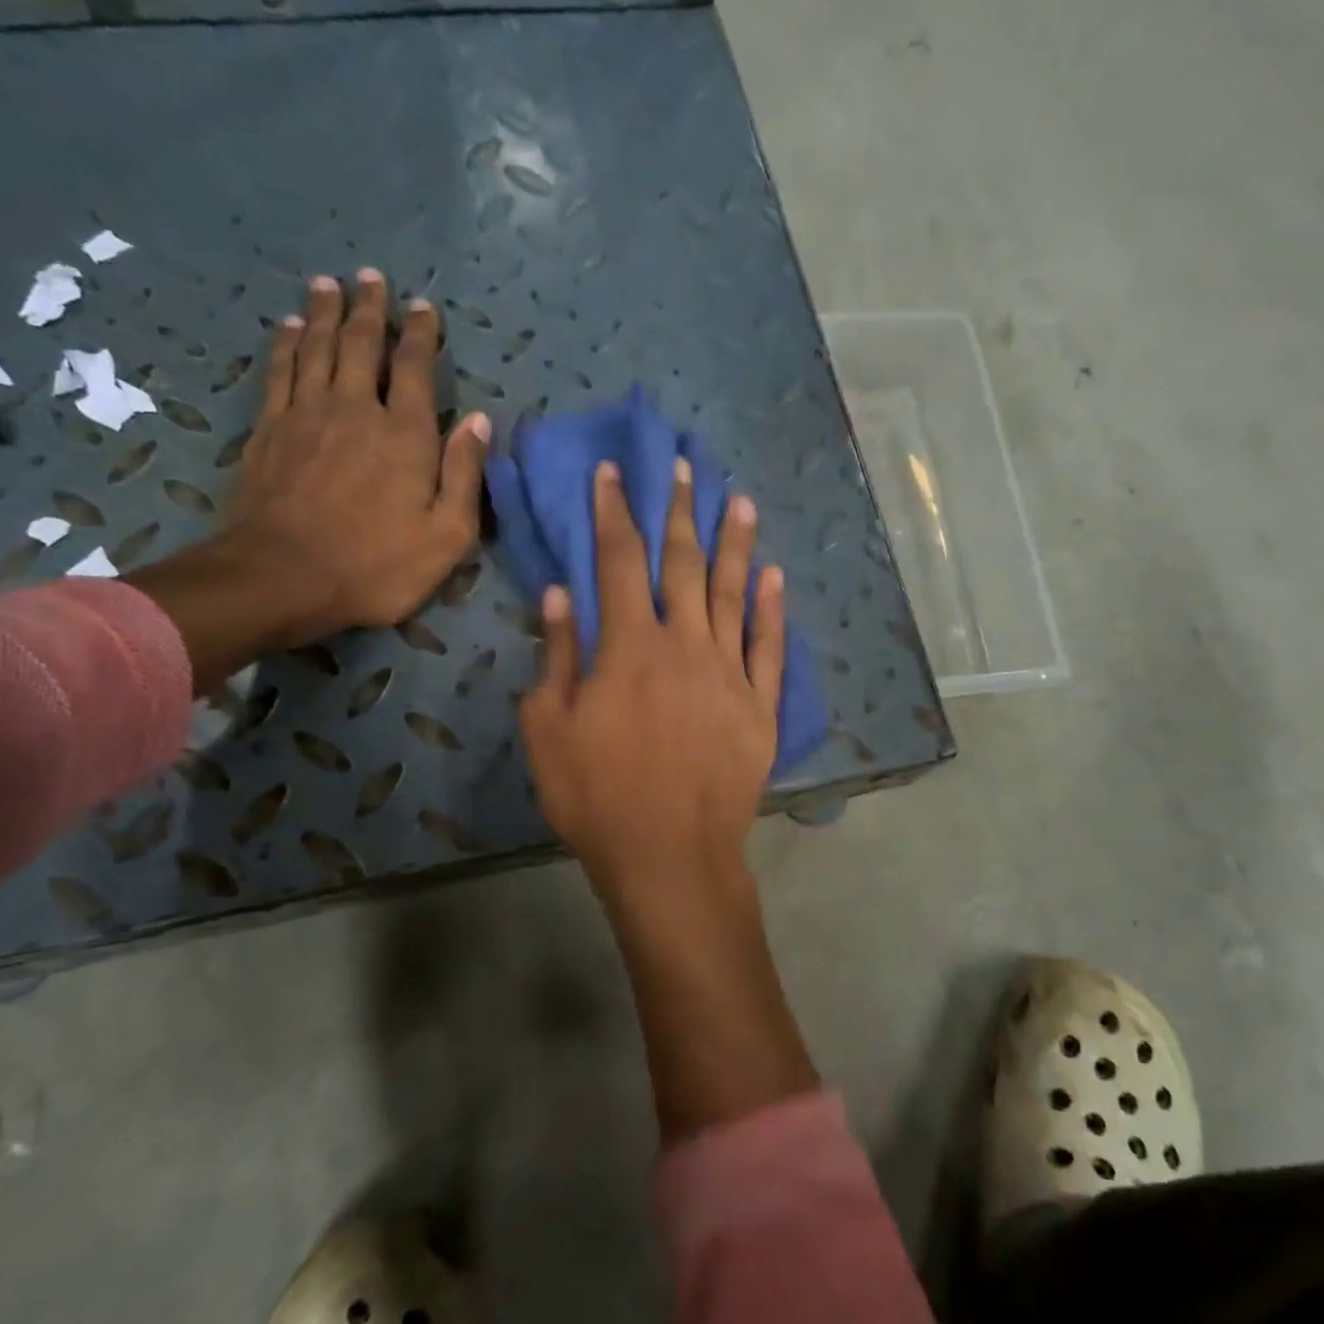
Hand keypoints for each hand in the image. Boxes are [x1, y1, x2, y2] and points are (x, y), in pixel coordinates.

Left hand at [125, 269, 485, 694]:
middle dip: (371, 308)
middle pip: (363, 345)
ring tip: (330, 284)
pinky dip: (287, 343)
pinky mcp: (270, 429)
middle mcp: (357, 410)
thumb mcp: (448, 536)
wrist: (285, 577)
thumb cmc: (379, 565)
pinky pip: (280, 371)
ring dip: (327, 313)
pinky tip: (290, 326)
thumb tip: (480, 421)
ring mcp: (307, 415)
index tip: (424, 307)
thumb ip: (465, 475)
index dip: (421, 335)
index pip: (417, 370)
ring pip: (318, 347)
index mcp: (406, 436)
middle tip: (372, 277)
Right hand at [520, 455, 785, 906]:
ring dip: (735, 545)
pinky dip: (770, 609)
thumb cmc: (598, 797)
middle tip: (685, 468)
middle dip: (680, 511)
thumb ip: (557, 658)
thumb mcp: (550, 731)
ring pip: (732, 593)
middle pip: (683, 564)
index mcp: (628, 647)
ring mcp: (730, 672)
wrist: (671, 855)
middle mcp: (684, 645)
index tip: (615, 473)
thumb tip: (560, 596)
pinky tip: (772, 577)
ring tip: (739, 502)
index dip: (615, 512)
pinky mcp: (761, 704)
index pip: (618, 561)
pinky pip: (768, 646)